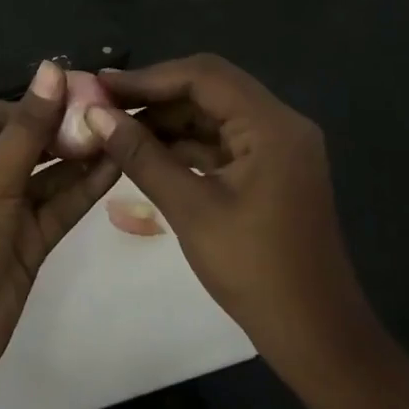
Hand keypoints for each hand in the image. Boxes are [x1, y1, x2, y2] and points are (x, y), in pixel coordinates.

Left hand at [0, 61, 119, 382]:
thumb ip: (27, 127)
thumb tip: (52, 68)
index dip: (17, 104)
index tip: (59, 97)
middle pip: (22, 144)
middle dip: (56, 126)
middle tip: (103, 108)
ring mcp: (7, 214)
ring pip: (47, 176)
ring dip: (77, 155)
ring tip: (119, 130)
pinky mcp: (31, 244)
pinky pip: (60, 207)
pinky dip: (84, 188)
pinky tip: (115, 164)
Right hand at [84, 55, 379, 373]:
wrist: (313, 333)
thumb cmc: (253, 269)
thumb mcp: (190, 208)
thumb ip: (141, 155)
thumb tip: (95, 115)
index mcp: (271, 125)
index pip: (203, 76)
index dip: (148, 77)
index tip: (101, 85)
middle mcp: (280, 123)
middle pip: (209, 88)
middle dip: (155, 95)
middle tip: (102, 104)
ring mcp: (277, 147)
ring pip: (212, 114)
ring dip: (167, 119)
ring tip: (114, 127)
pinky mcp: (269, 169)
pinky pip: (221, 140)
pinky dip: (184, 143)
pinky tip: (145, 151)